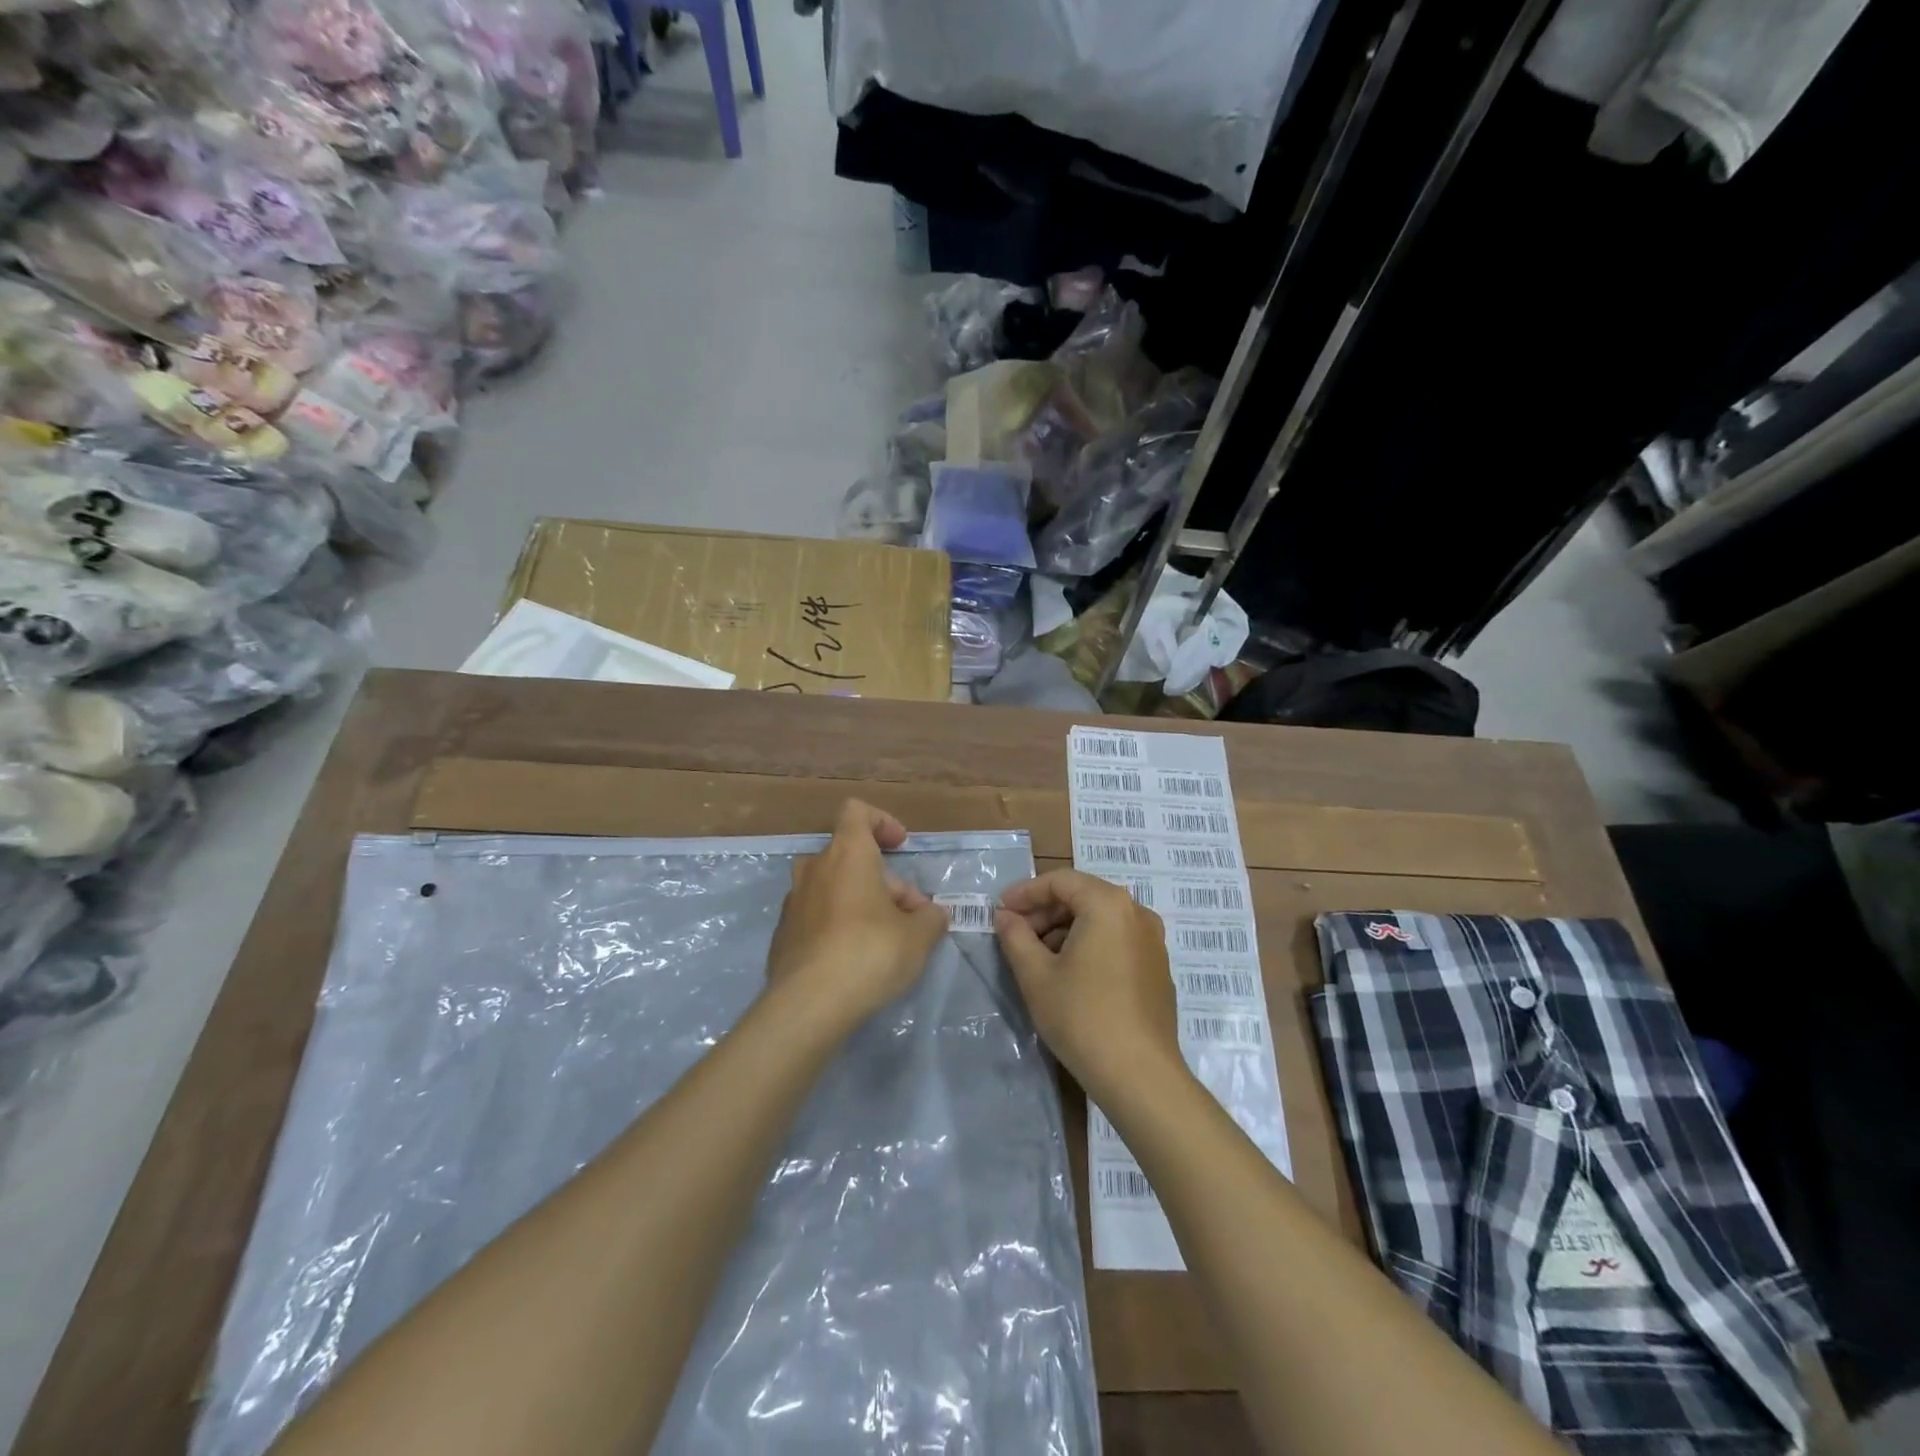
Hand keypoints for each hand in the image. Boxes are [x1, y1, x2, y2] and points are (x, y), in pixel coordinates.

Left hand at [765, 799, 948, 1031]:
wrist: (809, 1004)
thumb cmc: (870, 953)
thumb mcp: (919, 935)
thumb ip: (930, 917)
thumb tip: (932, 914)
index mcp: (847, 853)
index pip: (857, 812)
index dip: (881, 821)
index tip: (900, 846)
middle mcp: (815, 868)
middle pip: (851, 857)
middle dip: (884, 881)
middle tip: (910, 917)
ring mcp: (793, 901)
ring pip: (834, 887)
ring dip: (860, 902)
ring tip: (885, 939)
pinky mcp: (782, 934)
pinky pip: (816, 916)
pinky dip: (837, 925)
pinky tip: (853, 960)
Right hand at [994, 869, 1184, 1103]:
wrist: (1140, 1076)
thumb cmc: (1082, 1017)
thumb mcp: (1036, 975)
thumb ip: (1015, 937)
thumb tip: (1005, 917)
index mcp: (1108, 904)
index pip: (1060, 881)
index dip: (1025, 892)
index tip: (1000, 911)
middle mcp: (1137, 913)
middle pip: (1083, 897)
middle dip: (1045, 912)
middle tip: (1015, 935)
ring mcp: (1153, 941)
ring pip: (1100, 920)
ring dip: (1065, 929)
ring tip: (1037, 958)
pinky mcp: (1158, 968)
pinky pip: (1117, 941)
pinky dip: (1089, 945)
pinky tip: (1069, 974)